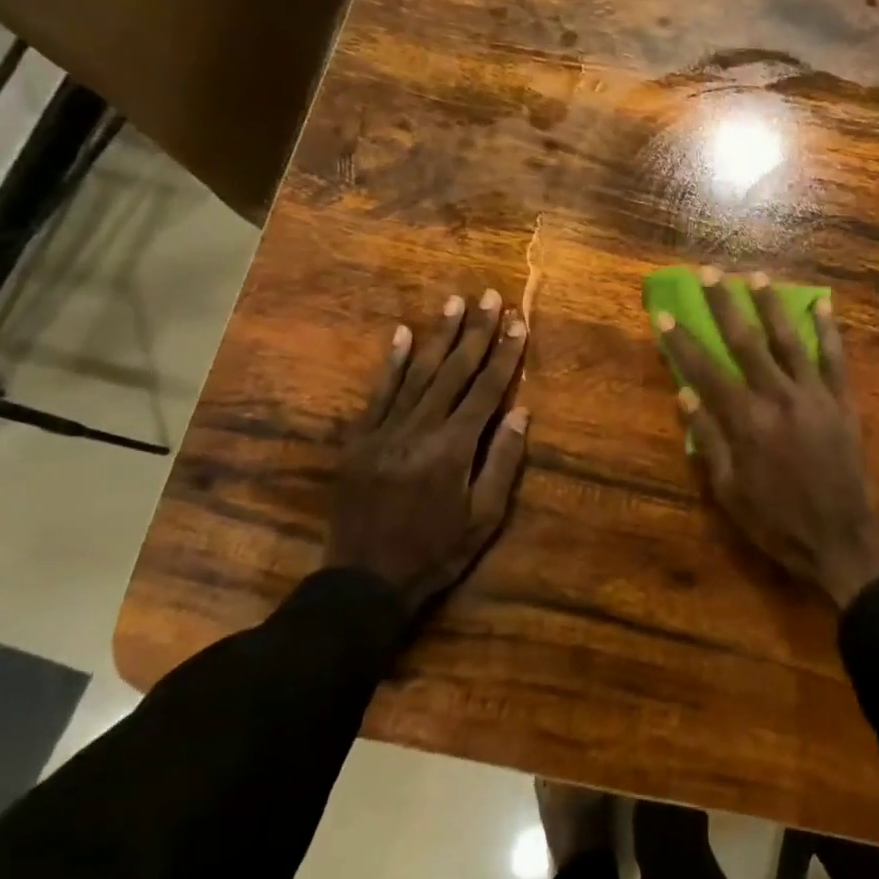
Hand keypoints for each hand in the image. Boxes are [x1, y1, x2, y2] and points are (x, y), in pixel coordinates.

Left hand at [326, 288, 529, 616]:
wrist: (364, 581)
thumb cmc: (436, 553)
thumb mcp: (484, 518)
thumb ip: (503, 461)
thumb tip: (521, 411)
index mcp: (454, 449)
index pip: (486, 390)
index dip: (505, 355)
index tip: (518, 323)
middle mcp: (419, 429)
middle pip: (453, 372)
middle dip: (475, 332)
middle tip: (489, 296)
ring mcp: (383, 431)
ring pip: (417, 374)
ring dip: (438, 336)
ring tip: (454, 302)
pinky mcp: (358, 439)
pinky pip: (377, 393)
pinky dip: (391, 362)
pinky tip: (402, 333)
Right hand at [655, 268, 878, 607]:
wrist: (841, 538)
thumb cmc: (776, 521)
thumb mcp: (729, 490)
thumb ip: (708, 438)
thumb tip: (684, 393)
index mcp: (745, 421)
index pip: (706, 370)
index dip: (682, 341)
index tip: (665, 313)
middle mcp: (778, 397)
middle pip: (746, 341)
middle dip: (724, 305)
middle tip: (710, 272)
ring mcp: (815, 395)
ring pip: (790, 339)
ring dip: (771, 305)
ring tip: (756, 275)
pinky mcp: (843, 402)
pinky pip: (836, 358)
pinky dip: (830, 330)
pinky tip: (823, 304)